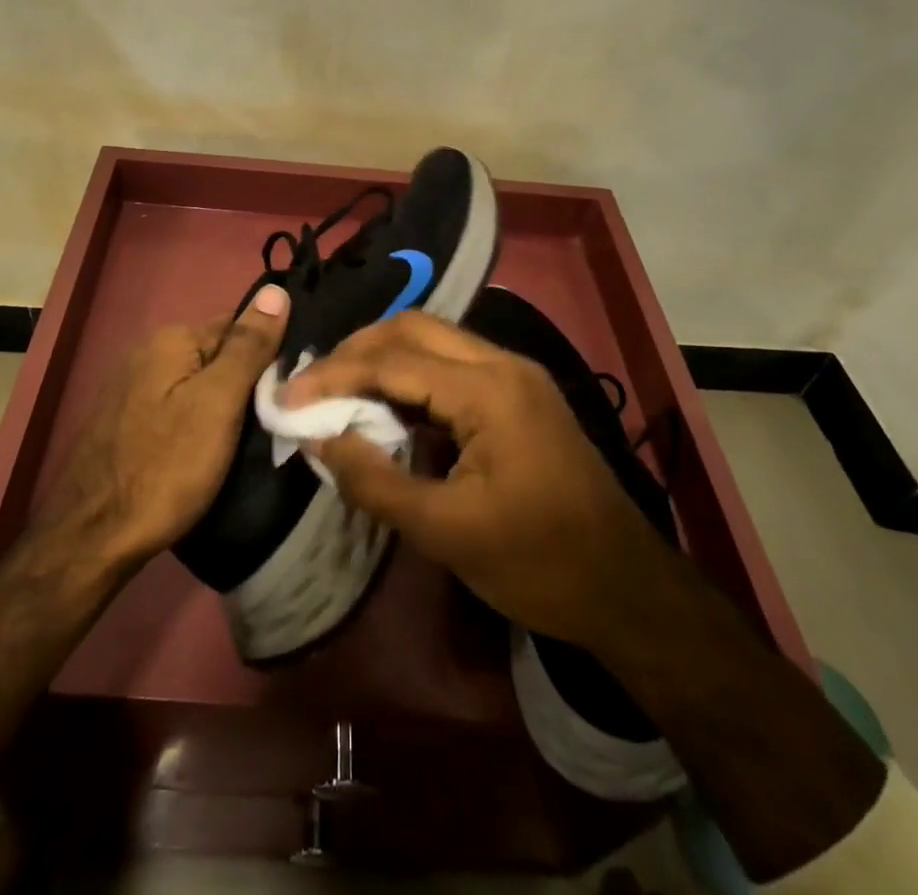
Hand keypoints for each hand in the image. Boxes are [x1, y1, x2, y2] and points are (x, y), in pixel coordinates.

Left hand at [42, 285, 289, 569]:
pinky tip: (209, 449)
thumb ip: (248, 346)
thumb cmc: (165, 467)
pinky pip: (178, 406)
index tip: (291, 388)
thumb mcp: (218, 404)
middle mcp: (148, 352)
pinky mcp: (126, 421)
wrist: (93, 538)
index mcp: (172, 340)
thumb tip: (277, 289)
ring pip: (198, 383)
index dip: (269, 354)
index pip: (239, 325)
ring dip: (225, 404)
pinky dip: (199, 421)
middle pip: (217, 355)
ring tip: (250, 438)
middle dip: (247, 381)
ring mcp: (132, 388)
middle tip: (275, 418)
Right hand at [287, 310, 665, 653]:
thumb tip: (318, 438)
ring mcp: (515, 374)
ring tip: (339, 390)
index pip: (393, 361)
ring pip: (433, 339)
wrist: (628, 588)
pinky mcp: (519, 392)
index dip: (334, 375)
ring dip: (383, 357)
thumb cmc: (538, 563)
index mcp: (489, 390)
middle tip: (314, 384)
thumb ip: (374, 480)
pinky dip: (410, 374)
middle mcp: (503, 363)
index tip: (289, 398)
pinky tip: (387, 404)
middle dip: (356, 350)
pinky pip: (452, 364)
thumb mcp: (445, 532)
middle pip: (413, 328)